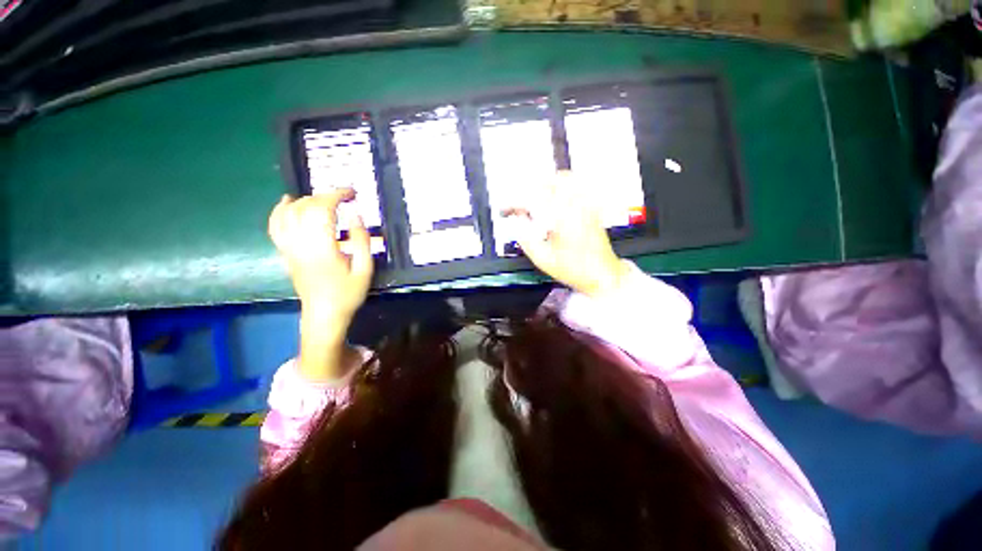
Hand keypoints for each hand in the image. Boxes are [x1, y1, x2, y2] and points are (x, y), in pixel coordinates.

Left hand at [268, 190, 373, 323]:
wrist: (324, 313)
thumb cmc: (348, 293)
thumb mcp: (365, 269)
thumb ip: (361, 240)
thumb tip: (355, 214)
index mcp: (322, 247)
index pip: (322, 210)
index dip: (336, 195)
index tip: (351, 193)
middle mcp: (300, 243)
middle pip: (305, 207)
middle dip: (325, 196)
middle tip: (344, 197)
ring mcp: (289, 247)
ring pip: (288, 213)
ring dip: (306, 200)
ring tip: (323, 199)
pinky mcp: (284, 252)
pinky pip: (275, 225)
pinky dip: (279, 210)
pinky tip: (288, 201)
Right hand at [505, 171, 629, 297]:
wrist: (602, 274)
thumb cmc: (575, 269)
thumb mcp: (542, 259)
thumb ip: (525, 238)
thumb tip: (516, 221)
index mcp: (561, 217)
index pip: (531, 199)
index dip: (513, 203)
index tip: (504, 210)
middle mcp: (575, 205)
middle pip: (545, 183)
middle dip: (526, 191)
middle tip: (516, 204)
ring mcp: (585, 203)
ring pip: (561, 179)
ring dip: (542, 185)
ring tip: (532, 198)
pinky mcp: (591, 206)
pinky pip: (575, 185)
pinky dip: (559, 186)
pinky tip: (553, 196)